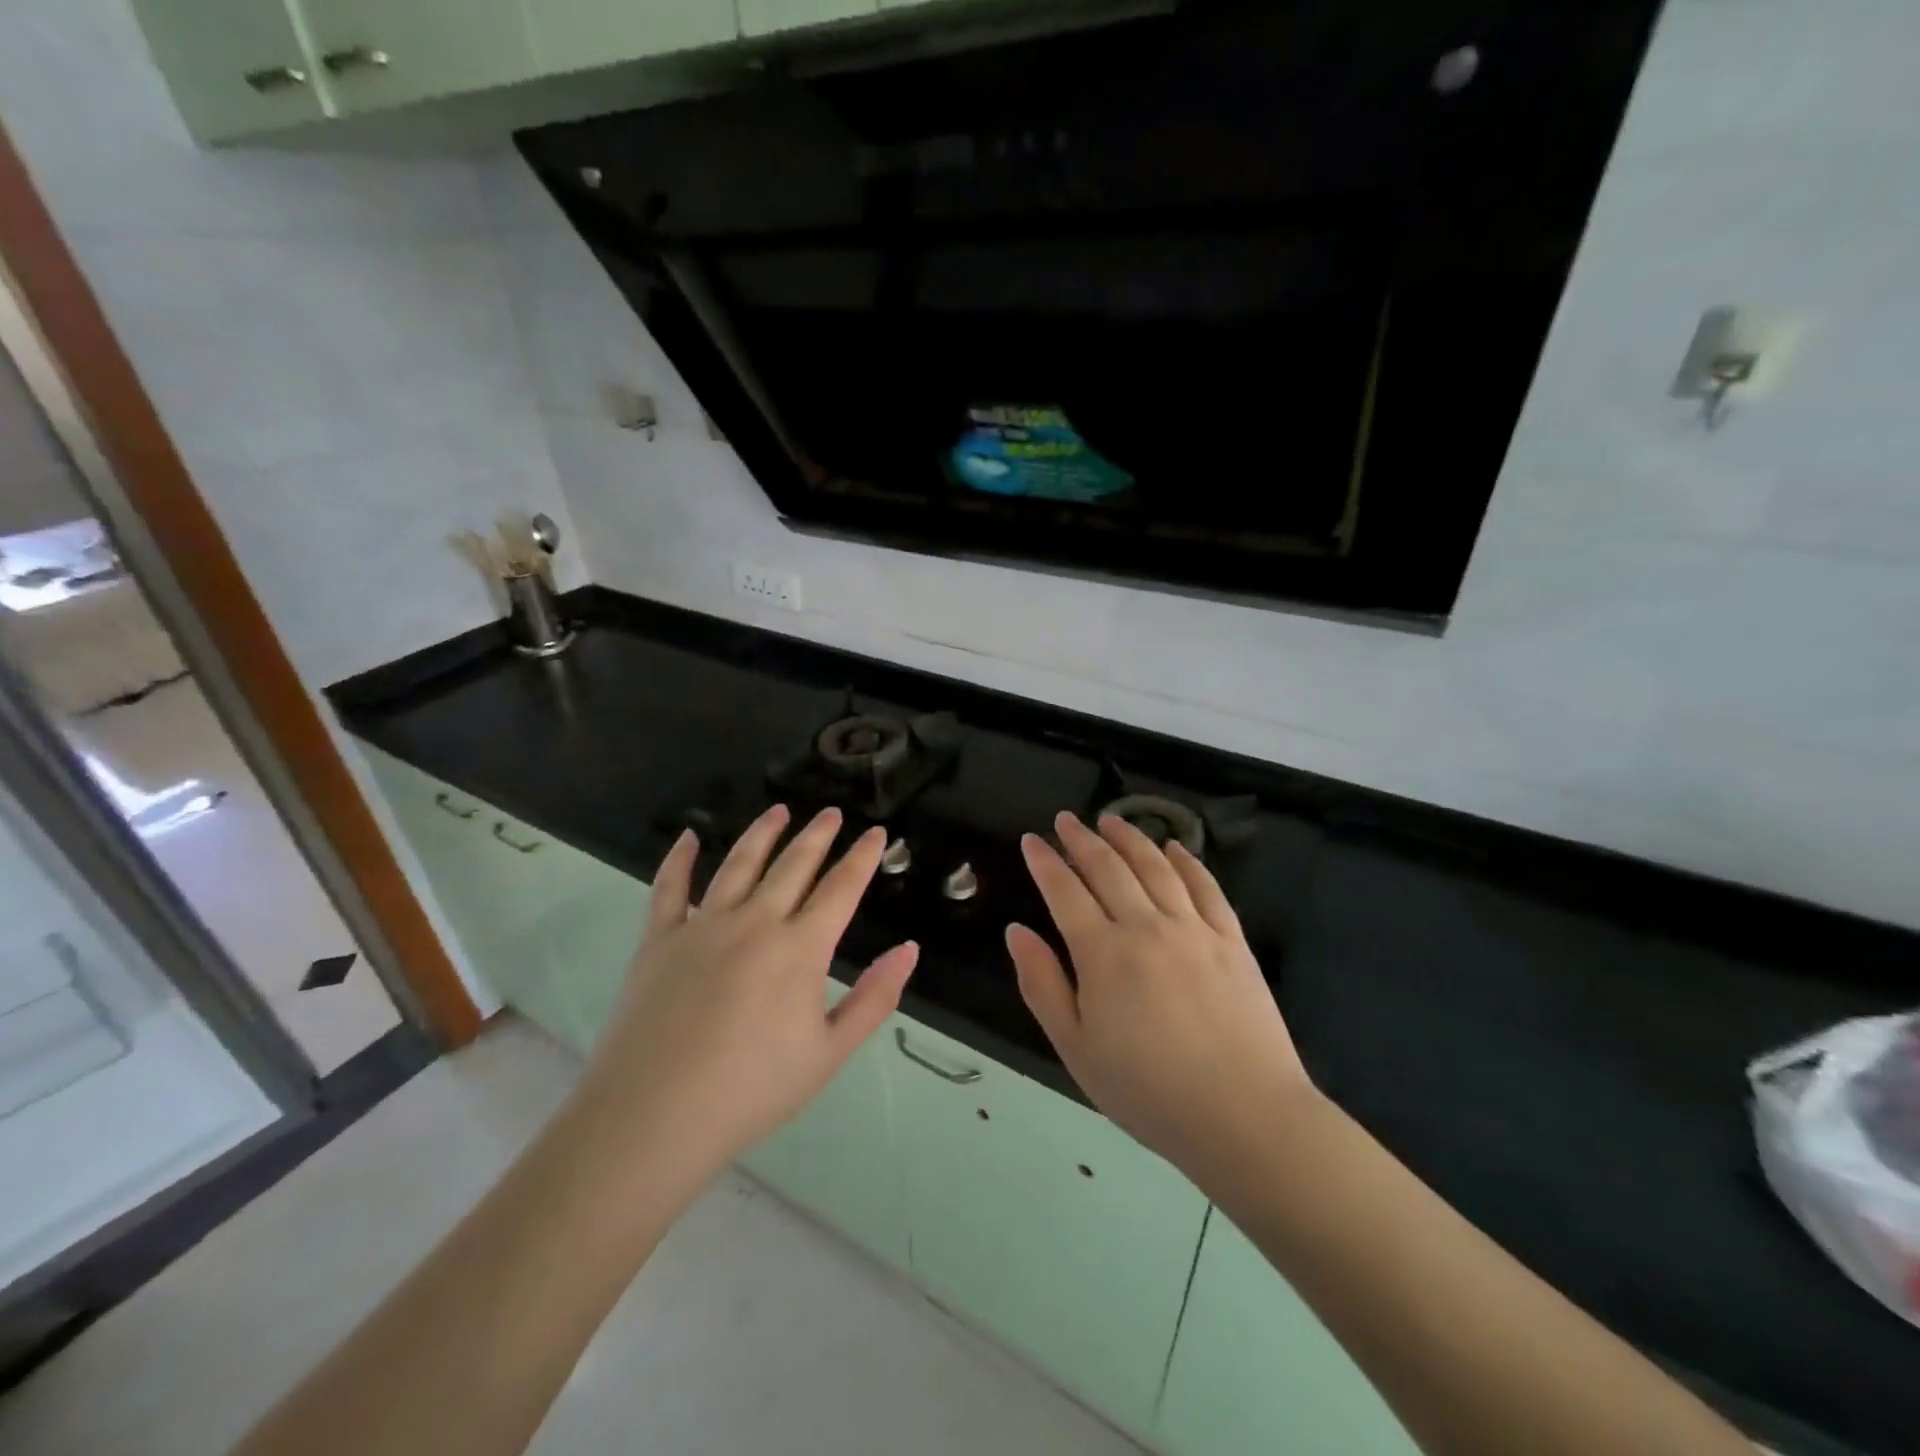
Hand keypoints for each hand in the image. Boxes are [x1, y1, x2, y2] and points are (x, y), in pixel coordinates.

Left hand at [575, 805, 917, 1183]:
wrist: (654, 1117)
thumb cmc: (752, 1090)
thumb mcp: (829, 1053)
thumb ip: (875, 998)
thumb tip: (910, 949)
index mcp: (800, 949)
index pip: (840, 888)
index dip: (861, 858)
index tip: (875, 832)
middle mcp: (755, 922)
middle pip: (793, 865)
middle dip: (817, 835)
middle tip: (832, 813)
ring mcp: (702, 926)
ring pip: (738, 864)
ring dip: (762, 833)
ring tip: (779, 810)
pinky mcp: (659, 939)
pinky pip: (669, 888)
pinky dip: (679, 859)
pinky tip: (687, 837)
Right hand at [1008, 812, 1314, 1179]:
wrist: (1244, 1115)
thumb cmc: (1148, 1090)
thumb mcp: (1076, 1048)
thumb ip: (1042, 984)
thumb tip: (1017, 932)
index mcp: (1102, 952)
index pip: (1064, 891)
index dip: (1044, 862)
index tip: (1031, 841)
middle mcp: (1145, 926)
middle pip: (1108, 867)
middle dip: (1081, 838)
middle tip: (1065, 820)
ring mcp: (1193, 928)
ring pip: (1155, 866)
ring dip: (1129, 838)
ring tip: (1111, 819)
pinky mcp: (1231, 939)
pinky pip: (1206, 886)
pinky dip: (1187, 860)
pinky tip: (1175, 847)